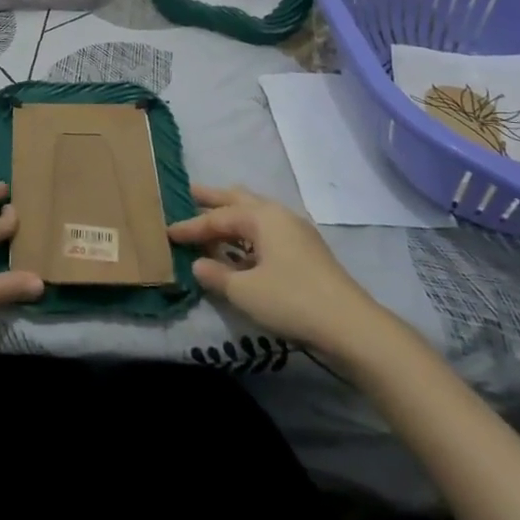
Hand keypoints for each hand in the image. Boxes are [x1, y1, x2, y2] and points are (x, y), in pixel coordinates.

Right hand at [168, 185, 396, 363]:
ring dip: (233, 216)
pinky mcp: (307, 253)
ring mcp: (297, 233)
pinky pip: (268, 232)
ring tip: (214, 217)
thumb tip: (199, 264)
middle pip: (240, 200)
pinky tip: (242, 249)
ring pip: (256, 214)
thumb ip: (216, 275)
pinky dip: (249, 234)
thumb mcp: (245, 292)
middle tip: (191, 192)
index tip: (168, 232)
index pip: (217, 218)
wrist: (351, 326)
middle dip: (214, 198)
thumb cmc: (292, 300)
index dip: (190, 226)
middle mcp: (279, 216)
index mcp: (262, 217)